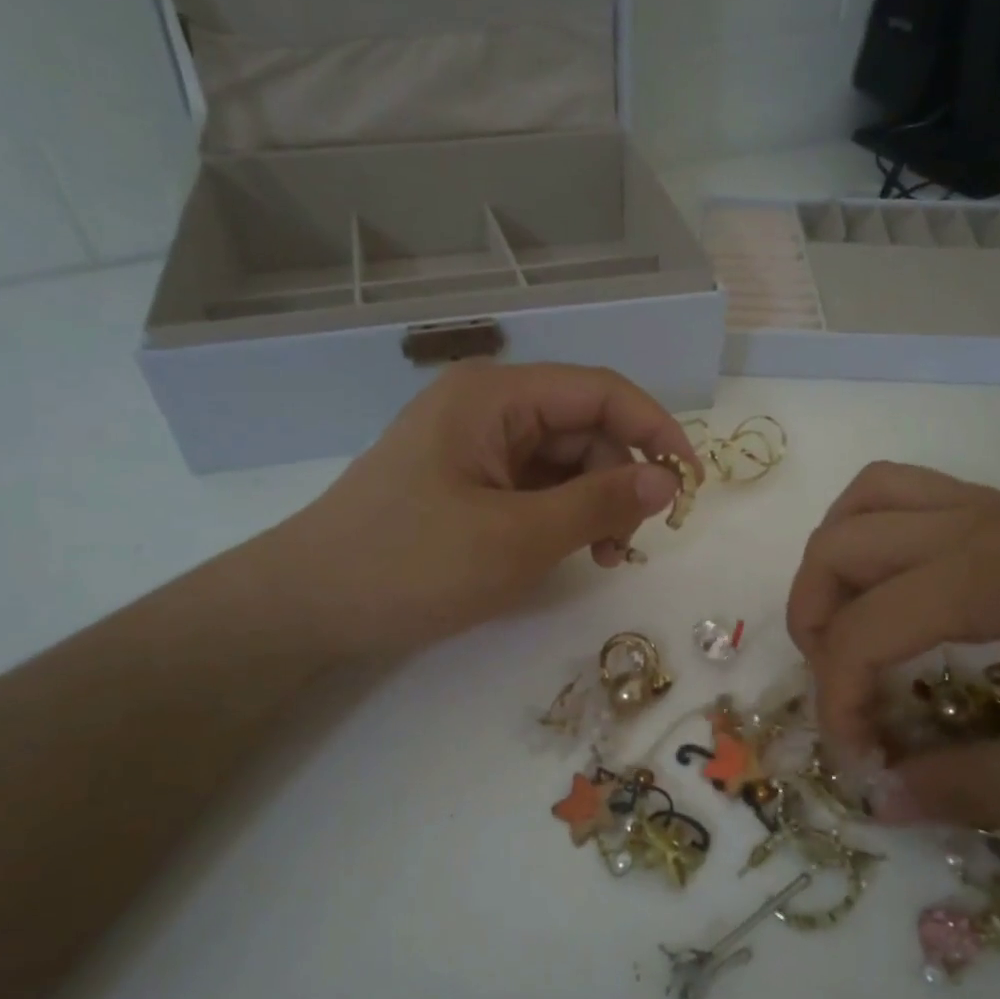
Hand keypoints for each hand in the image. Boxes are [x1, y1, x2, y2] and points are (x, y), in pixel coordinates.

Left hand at [275, 362, 697, 660]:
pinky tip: (572, 552)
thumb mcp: (516, 538)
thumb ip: (599, 503)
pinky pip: (532, 487)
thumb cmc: (409, 565)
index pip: (599, 391)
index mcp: (494, 395)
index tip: (692, 482)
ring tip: (605, 557)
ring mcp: (473, 447)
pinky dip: (561, 516)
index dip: (655, 429)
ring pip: (561, 461)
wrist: (307, 607)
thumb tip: (669, 479)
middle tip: (633, 543)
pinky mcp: (464, 483)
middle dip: (619, 479)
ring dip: (594, 503)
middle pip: (582, 427)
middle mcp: (486, 408)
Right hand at [788, 462, 999, 830]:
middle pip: (839, 546)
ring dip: (835, 561)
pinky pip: (911, 492)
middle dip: (813, 621)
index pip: (863, 629)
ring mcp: (998, 509)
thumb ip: (969, 787)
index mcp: (993, 579)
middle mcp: (979, 525)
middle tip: (842, 688)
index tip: (861, 762)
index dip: (837, 701)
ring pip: (868, 499)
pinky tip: (901, 587)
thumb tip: (877, 799)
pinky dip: (874, 531)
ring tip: (850, 622)